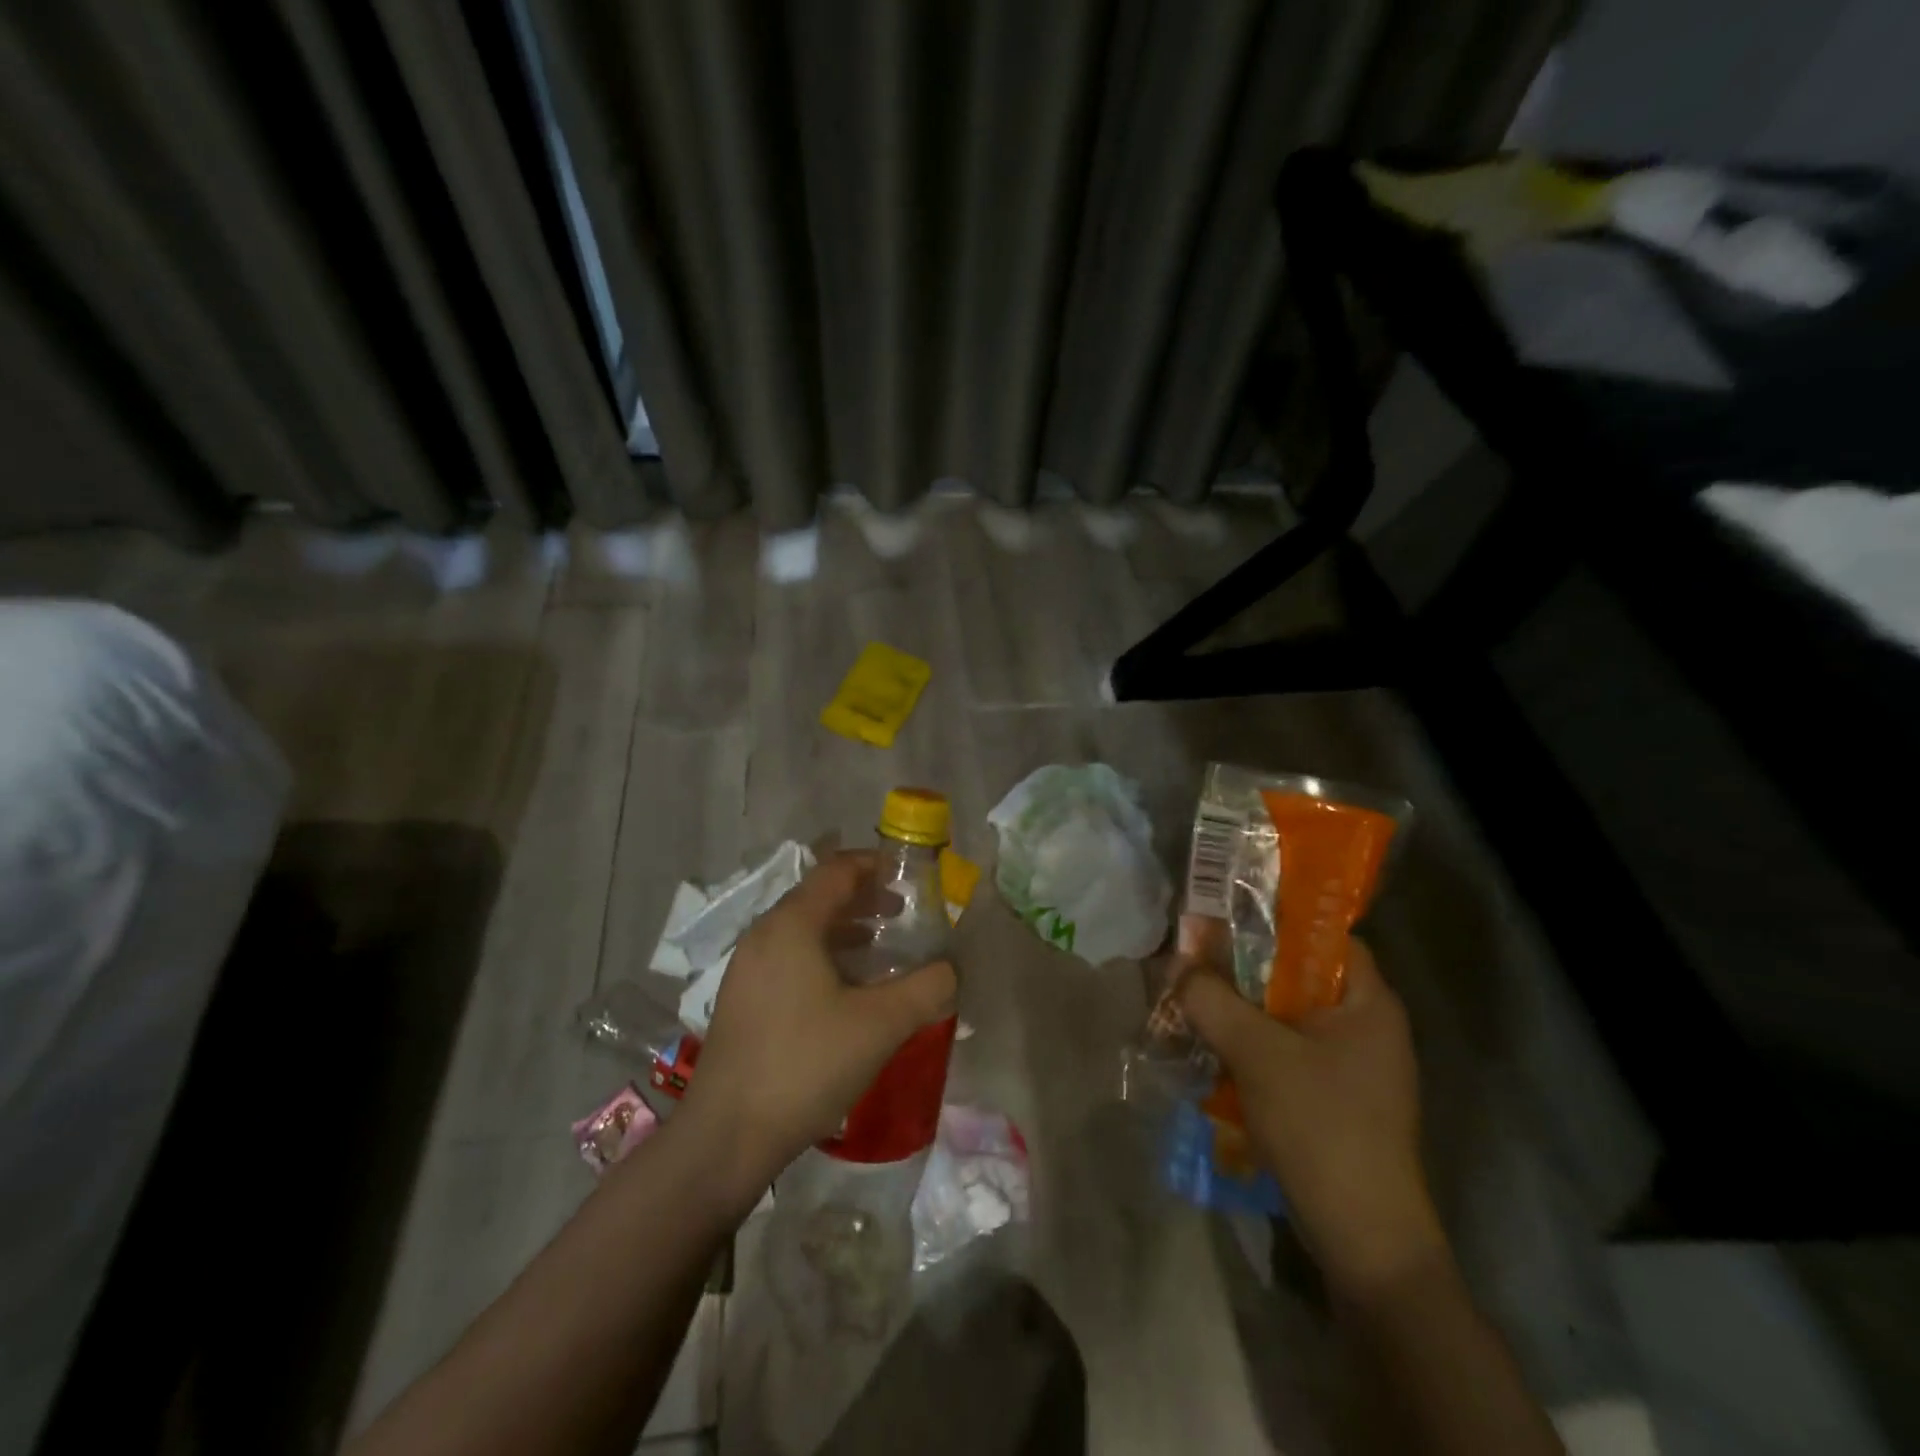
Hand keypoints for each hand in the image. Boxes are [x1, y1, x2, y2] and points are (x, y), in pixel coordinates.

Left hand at [673, 852, 956, 1207]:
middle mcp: (764, 935)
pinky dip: (823, 956)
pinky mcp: (742, 999)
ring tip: (883, 950)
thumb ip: (927, 988)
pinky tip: (847, 990)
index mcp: (792, 925)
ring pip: (803, 930)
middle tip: (904, 915)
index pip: (836, 870)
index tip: (910, 878)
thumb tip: (951, 969)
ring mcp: (747, 968)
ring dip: (845, 930)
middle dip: (864, 900)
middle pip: (818, 897)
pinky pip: (789, 957)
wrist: (727, 1136)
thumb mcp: (881, 1025)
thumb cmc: (807, 1064)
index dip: (875, 866)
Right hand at [1178, 940, 1446, 1294]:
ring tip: (1193, 1001)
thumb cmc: (1322, 1127)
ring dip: (1241, 1010)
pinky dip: (1251, 1045)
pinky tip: (1212, 1050)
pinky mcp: (1334, 1099)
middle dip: (1242, 970)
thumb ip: (1212, 999)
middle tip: (1194, 961)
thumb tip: (1175, 963)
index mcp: (1369, 1002)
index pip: (1321, 935)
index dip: (1272, 920)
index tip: (1220, 919)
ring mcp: (1352, 1067)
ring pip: (1286, 1017)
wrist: (1365, 1241)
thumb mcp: (1257, 1053)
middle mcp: (1367, 1026)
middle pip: (1298, 976)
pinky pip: (1286, 1052)